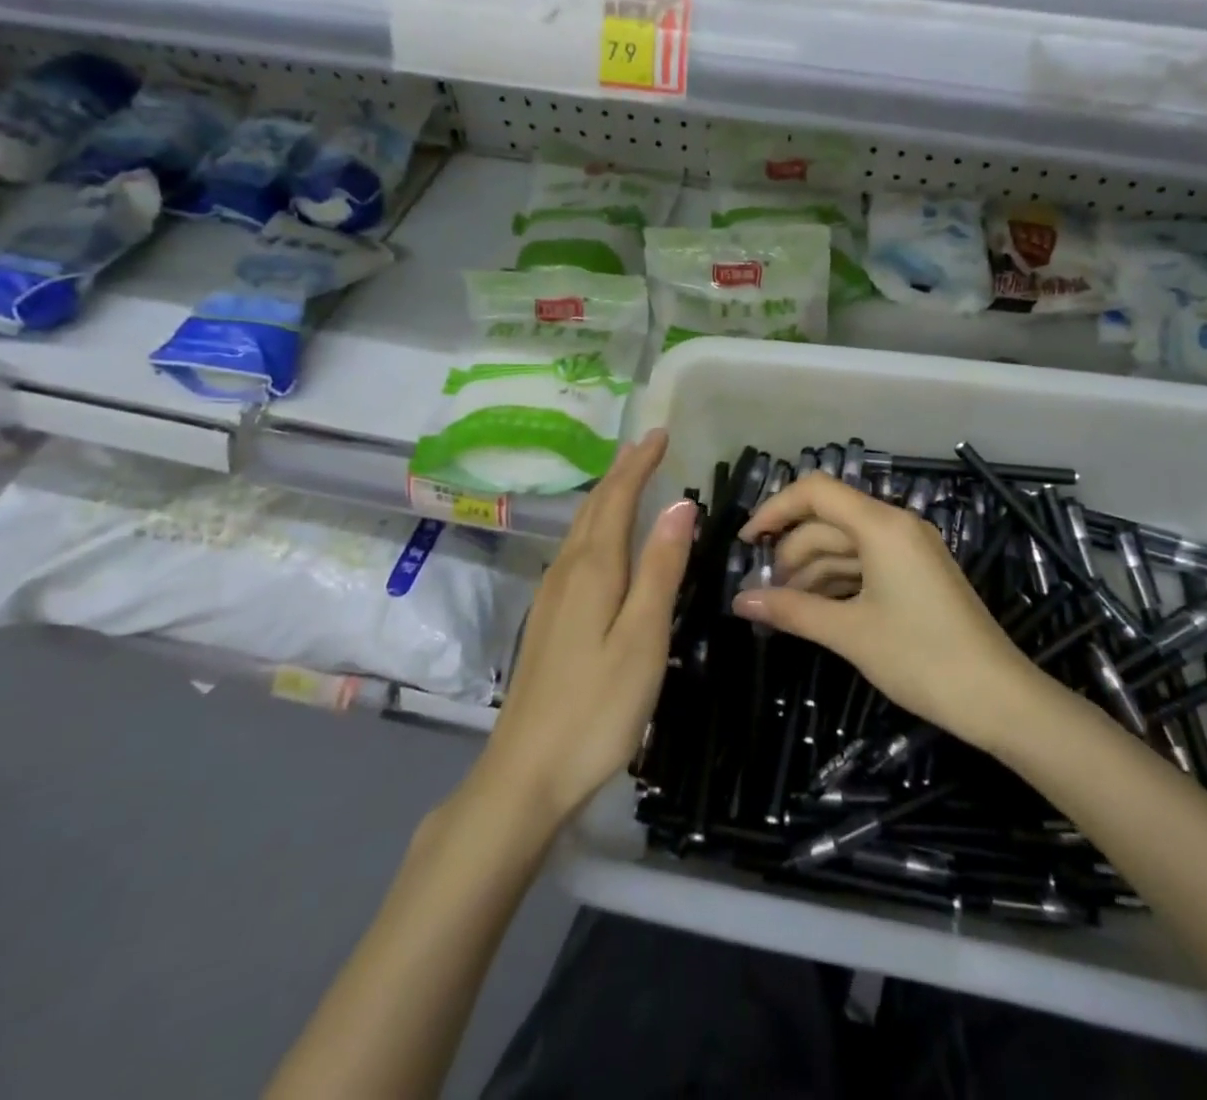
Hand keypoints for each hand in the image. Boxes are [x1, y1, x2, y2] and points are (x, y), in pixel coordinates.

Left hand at [480, 431, 695, 823]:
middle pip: (594, 508)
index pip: (617, 498)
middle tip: (647, 446)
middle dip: (621, 472)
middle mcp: (567, 572)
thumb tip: (680, 503)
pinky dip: (596, 527)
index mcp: (593, 570)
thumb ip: (660, 569)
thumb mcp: (643, 637)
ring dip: (606, 496)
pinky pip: (576, 552)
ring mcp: (552, 597)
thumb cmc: (597, 707)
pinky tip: (603, 541)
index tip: (661, 433)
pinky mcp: (548, 620)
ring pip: (581, 529)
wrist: (526, 773)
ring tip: (629, 479)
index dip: (639, 463)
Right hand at [732, 473, 1039, 754]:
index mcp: (882, 526)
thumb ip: (792, 610)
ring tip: (786, 609)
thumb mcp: (850, 633)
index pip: (815, 492)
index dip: (775, 510)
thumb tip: (740, 602)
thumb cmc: (921, 658)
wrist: (999, 698)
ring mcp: (910, 549)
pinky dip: (838, 582)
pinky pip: (866, 564)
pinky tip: (817, 610)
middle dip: (792, 553)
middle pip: (828, 521)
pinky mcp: (917, 573)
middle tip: (765, 594)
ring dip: (812, 571)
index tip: (747, 544)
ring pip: (845, 545)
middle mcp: (896, 526)